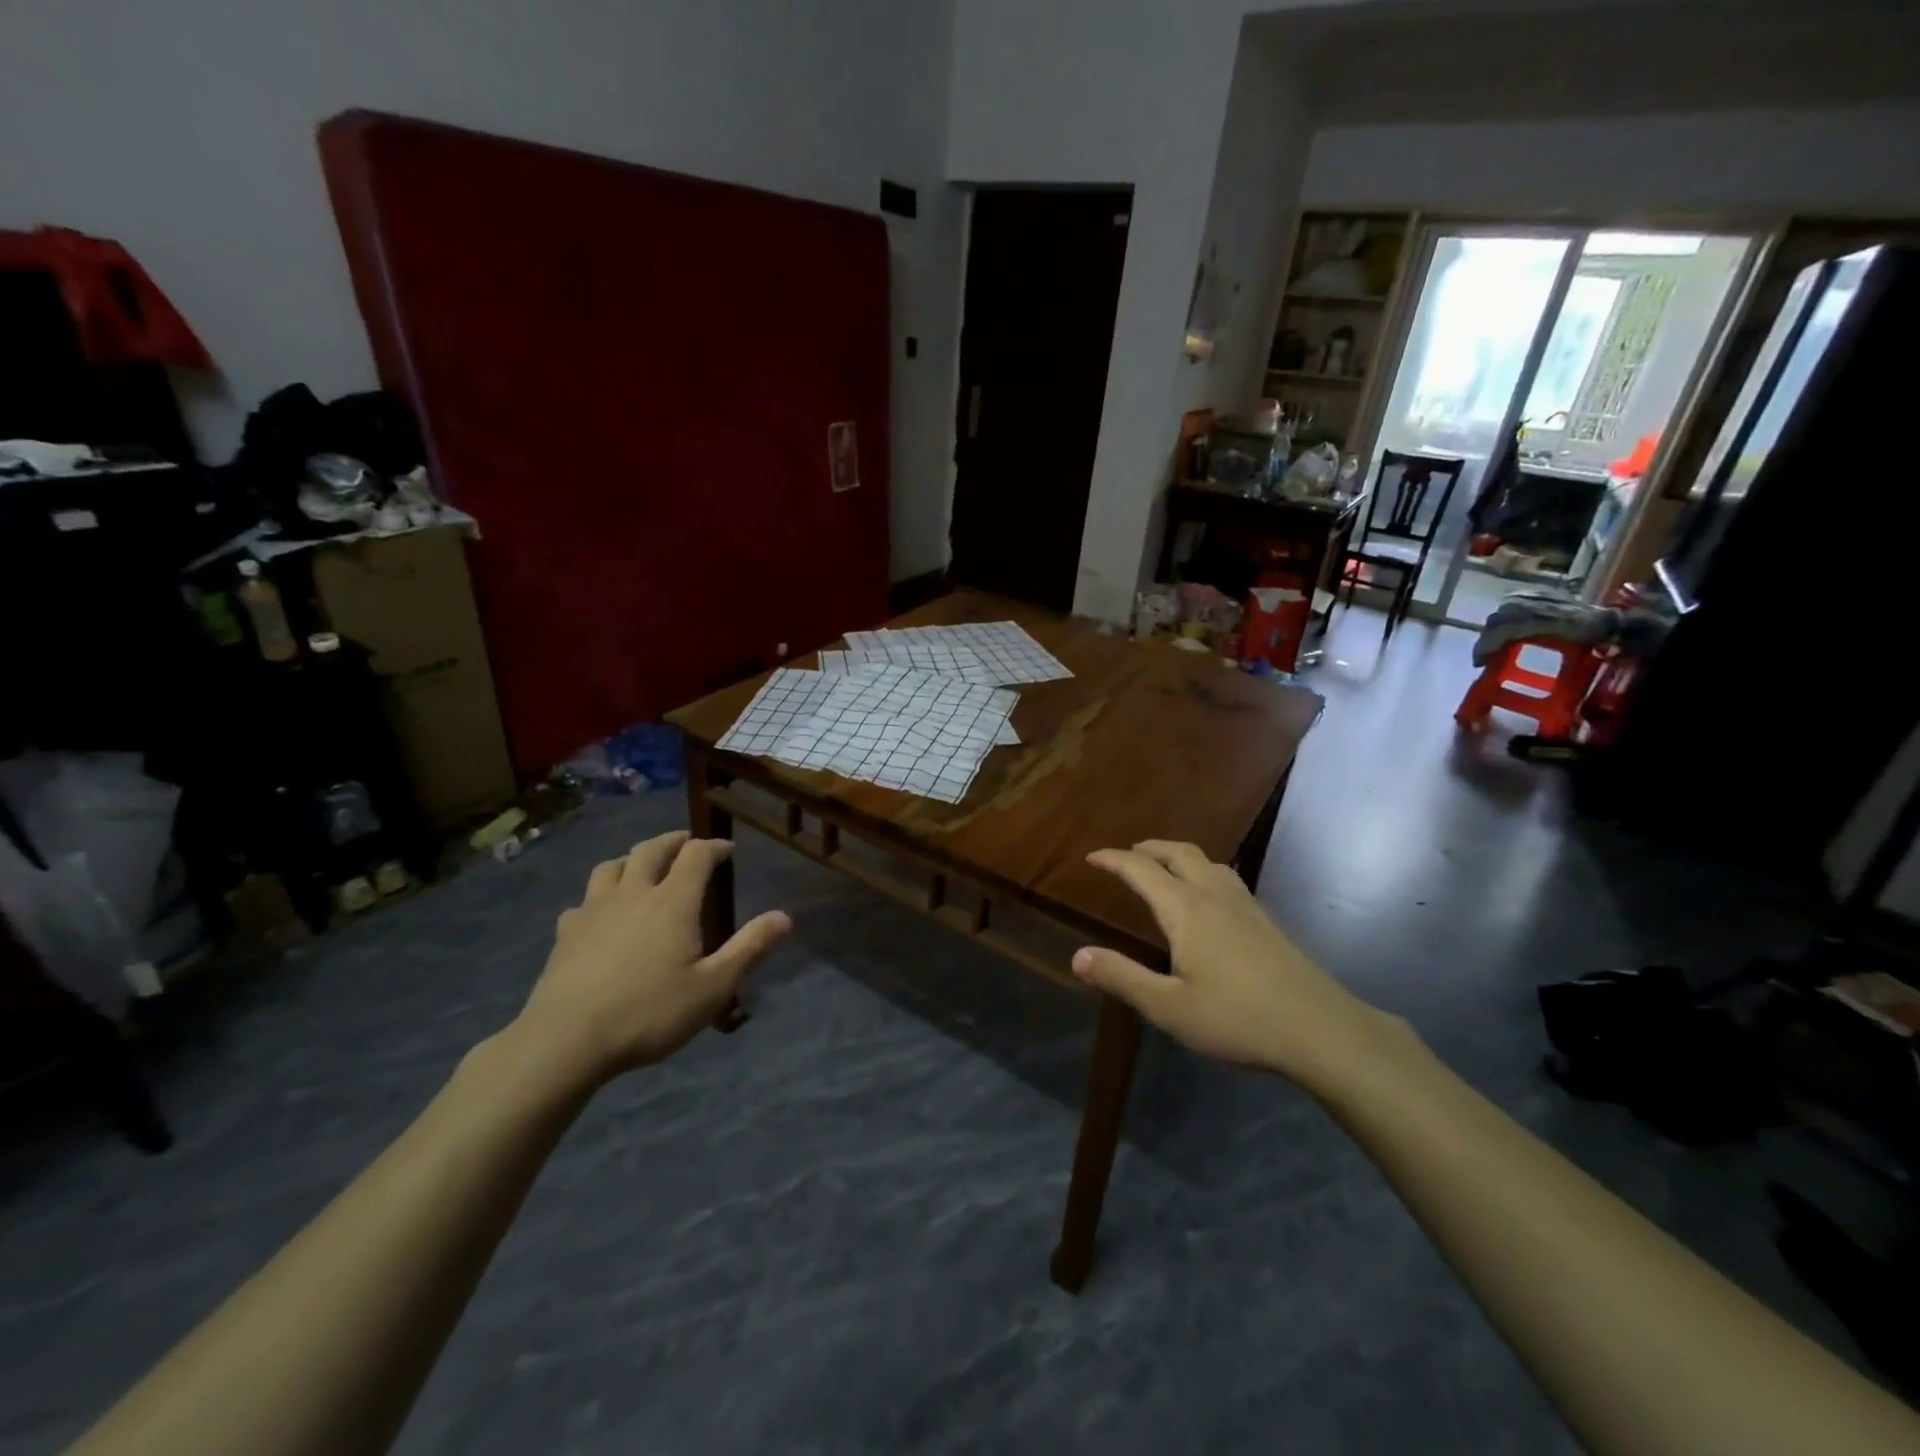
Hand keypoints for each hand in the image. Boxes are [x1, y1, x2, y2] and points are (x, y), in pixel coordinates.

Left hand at [514, 832, 790, 1081]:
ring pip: (612, 866)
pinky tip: (600, 914)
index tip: (728, 851)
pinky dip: (598, 897)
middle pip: (652, 849)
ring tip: (642, 868)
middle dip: (674, 841)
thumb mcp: (713, 987)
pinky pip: (583, 901)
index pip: (697, 854)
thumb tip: (785, 917)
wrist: (566, 1040)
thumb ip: (749, 948)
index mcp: (673, 902)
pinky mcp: (565, 933)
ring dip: (632, 859)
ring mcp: (594, 910)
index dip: (714, 847)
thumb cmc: (649, 1012)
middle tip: (688, 845)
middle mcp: (634, 894)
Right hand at [1072, 840, 1398, 1090]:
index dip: (1114, 860)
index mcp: (1186, 910)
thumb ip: (1122, 978)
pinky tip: (1208, 900)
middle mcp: (1215, 896)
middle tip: (1127, 855)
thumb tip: (1078, 956)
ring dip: (1178, 856)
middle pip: (1179, 853)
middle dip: (1148, 849)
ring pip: (1207, 862)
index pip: (1142, 870)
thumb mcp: (1169, 1007)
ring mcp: (1246, 906)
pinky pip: (1225, 879)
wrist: (1322, 1030)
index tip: (1092, 857)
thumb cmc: (1238, 1019)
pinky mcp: (1267, 922)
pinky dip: (1202, 872)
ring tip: (1164, 869)